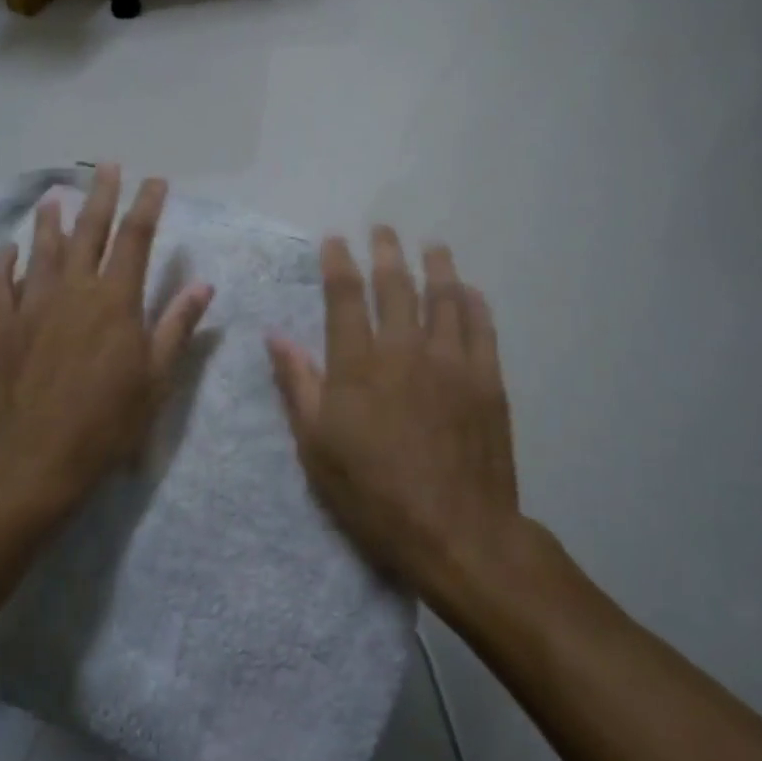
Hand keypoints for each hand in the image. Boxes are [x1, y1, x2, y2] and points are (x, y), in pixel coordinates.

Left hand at [0, 164, 212, 509]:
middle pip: (89, 231)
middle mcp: (73, 290)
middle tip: (106, 166)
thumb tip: (203, 285)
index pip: (136, 238)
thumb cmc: (106, 422)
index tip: (155, 181)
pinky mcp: (1, 327)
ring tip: (53, 197)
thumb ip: (177, 326)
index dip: (147, 205)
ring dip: (50, 222)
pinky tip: (7, 251)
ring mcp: (32, 305)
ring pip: (43, 251)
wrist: (34, 459)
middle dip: (101, 195)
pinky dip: (4, 264)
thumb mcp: (156, 378)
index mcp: (116, 300)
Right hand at [267, 227, 520, 595]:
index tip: (336, 239)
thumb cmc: (373, 493)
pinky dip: (474, 303)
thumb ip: (297, 385)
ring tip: (432, 246)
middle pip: (395, 285)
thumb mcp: (316, 446)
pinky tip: (469, 290)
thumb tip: (275, 336)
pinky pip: (481, 328)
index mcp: (357, 363)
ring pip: (443, 298)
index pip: (344, 296)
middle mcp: (403, 348)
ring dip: (435, 267)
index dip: (338, 262)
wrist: (455, 531)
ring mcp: (450, 361)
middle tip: (383, 229)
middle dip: (386, 252)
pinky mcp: (486, 379)